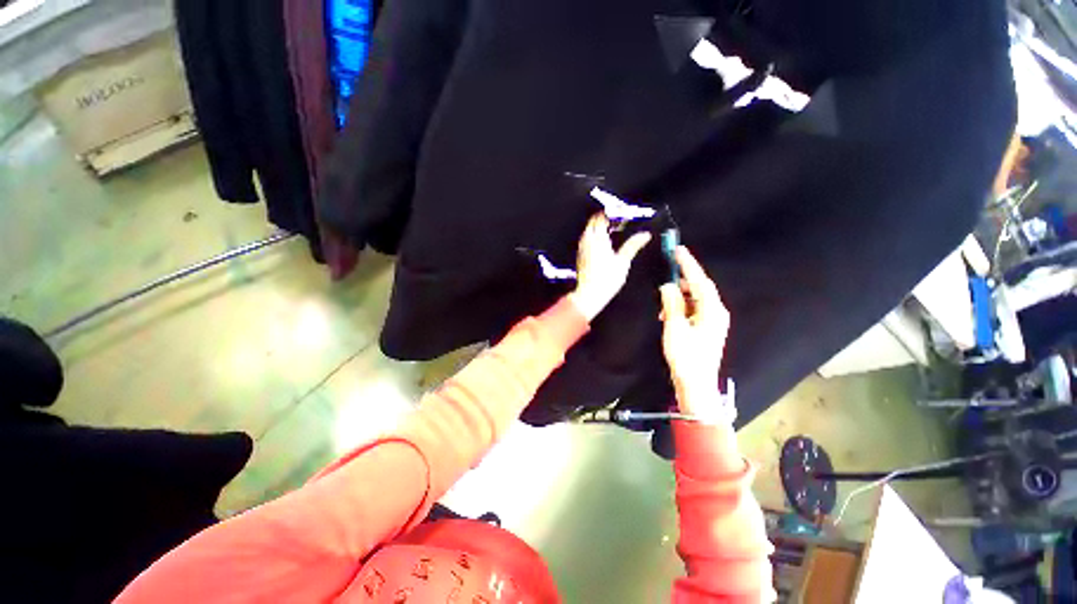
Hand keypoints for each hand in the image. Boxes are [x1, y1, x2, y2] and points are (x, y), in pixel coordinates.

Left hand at [569, 213, 651, 320]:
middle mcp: (587, 240)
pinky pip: (586, 239)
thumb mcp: (623, 261)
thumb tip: (645, 235)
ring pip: (589, 230)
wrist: (589, 294)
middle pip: (593, 222)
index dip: (612, 213)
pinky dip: (594, 236)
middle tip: (619, 221)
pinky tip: (604, 243)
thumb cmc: (606, 279)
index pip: (601, 217)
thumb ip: (633, 245)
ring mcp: (582, 248)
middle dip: (605, 218)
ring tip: (613, 231)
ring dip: (599, 227)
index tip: (622, 214)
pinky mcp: (580, 255)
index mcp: (597, 238)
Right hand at [659, 246, 732, 419]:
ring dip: (679, 295)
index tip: (678, 249)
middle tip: (669, 266)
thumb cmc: (685, 356)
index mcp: (712, 311)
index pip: (699, 281)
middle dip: (684, 277)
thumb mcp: (675, 328)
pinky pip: (694, 309)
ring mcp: (713, 320)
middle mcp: (716, 312)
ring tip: (663, 299)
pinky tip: (668, 312)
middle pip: (700, 287)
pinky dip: (681, 306)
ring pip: (696, 298)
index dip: (688, 264)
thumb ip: (672, 304)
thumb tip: (667, 286)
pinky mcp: (707, 327)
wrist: (696, 383)